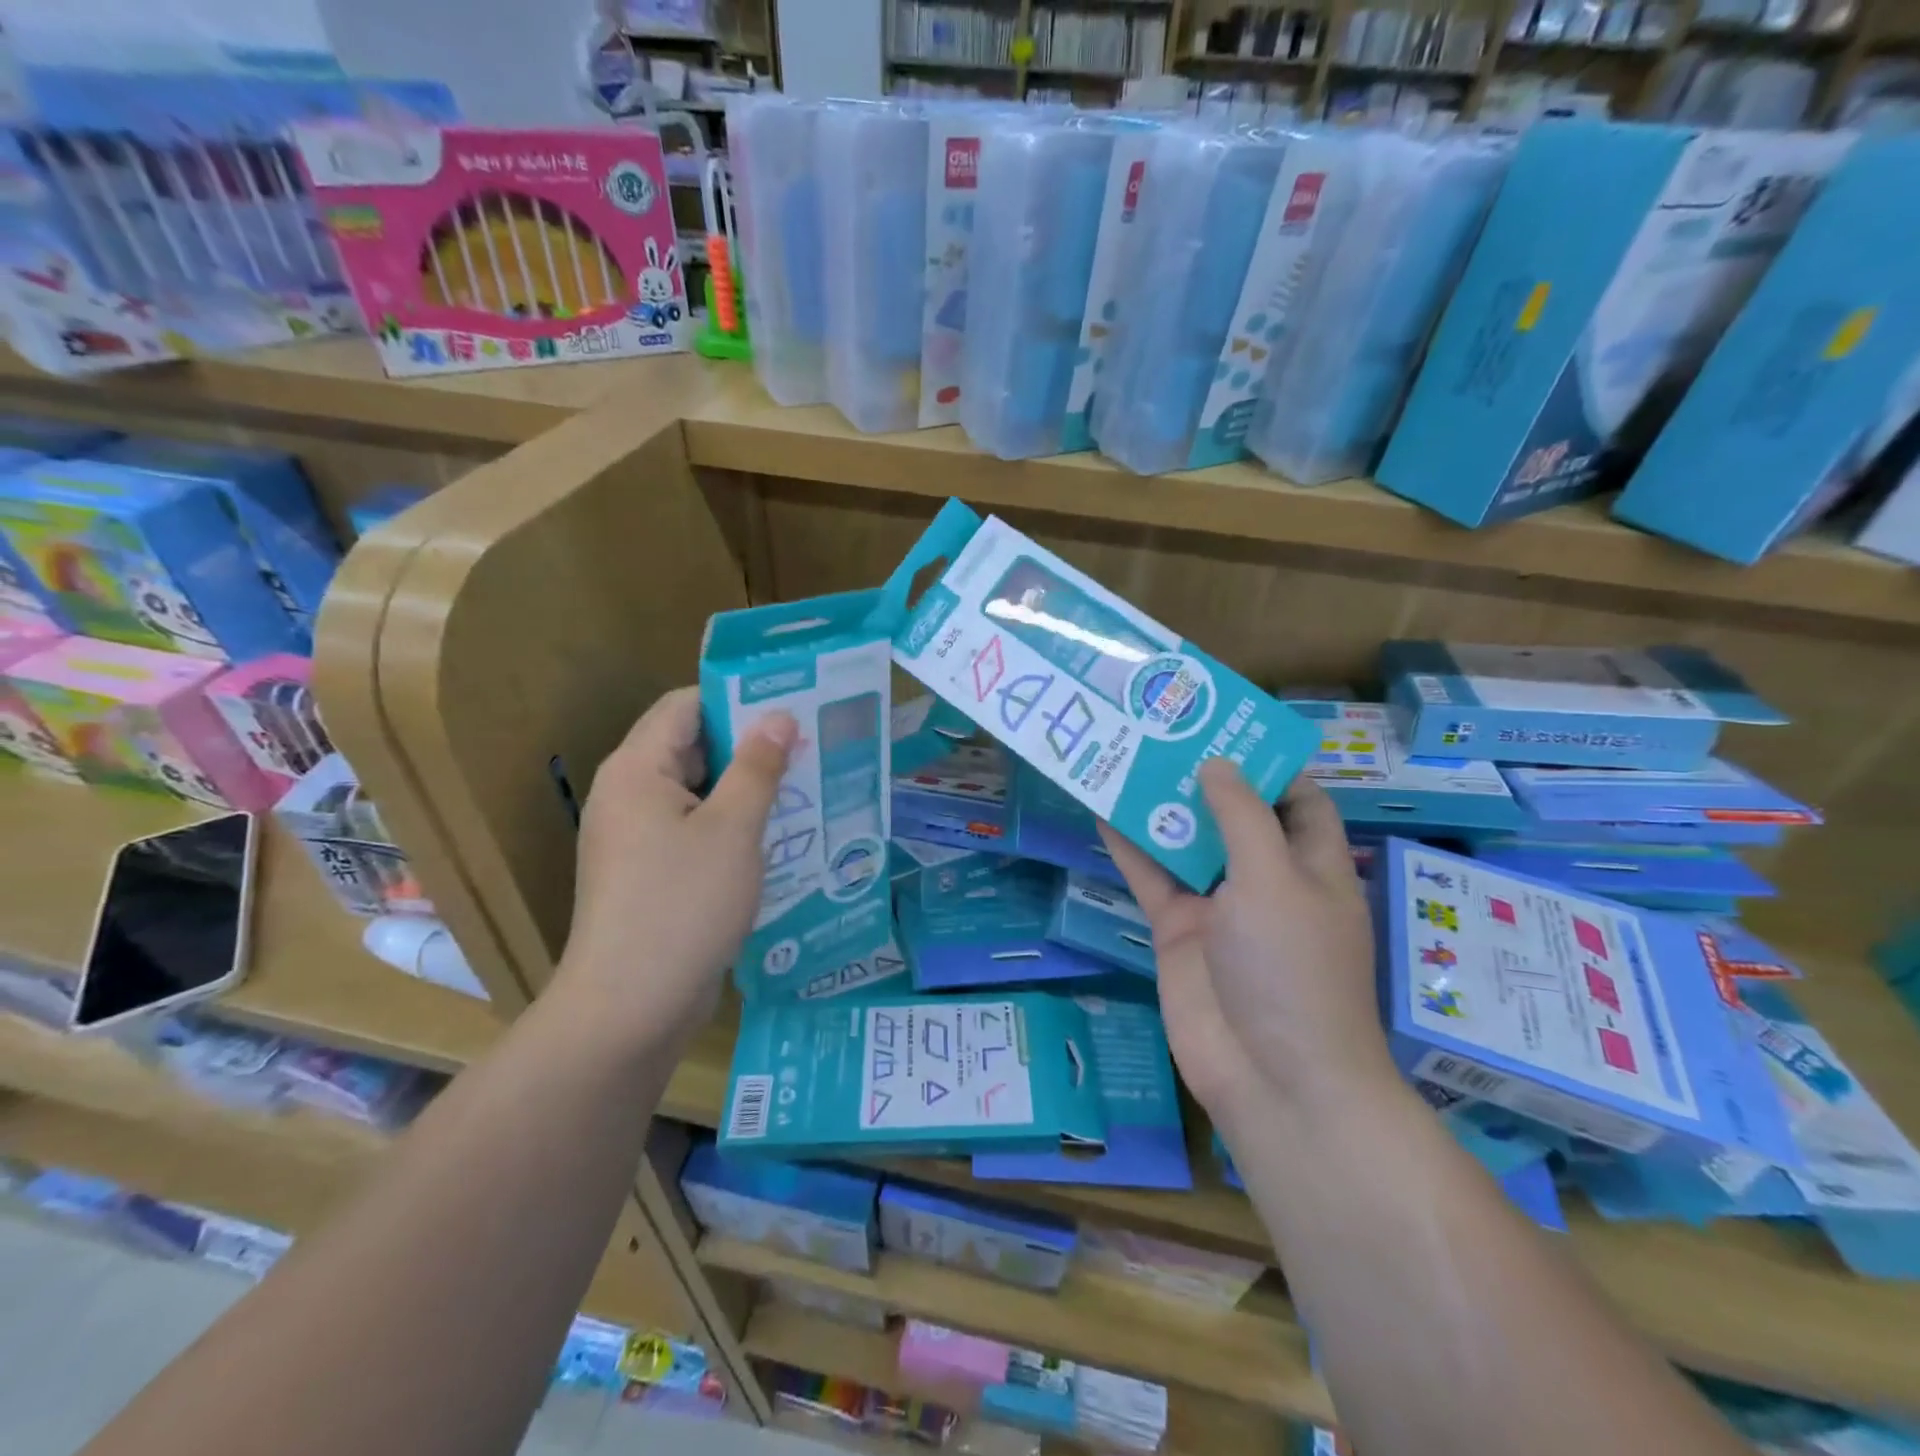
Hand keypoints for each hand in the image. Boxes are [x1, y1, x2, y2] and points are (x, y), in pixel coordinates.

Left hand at [558, 687, 795, 1048]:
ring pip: (696, 794)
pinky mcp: (647, 875)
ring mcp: (634, 839)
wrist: (629, 1008)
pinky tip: (777, 837)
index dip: (736, 697)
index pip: (684, 706)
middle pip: (690, 748)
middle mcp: (627, 796)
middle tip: (809, 744)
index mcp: (637, 771)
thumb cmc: (683, 905)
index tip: (791, 702)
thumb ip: (757, 766)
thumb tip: (778, 716)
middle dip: (749, 745)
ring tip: (805, 786)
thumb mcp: (733, 829)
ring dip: (745, 789)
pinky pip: (692, 831)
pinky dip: (730, 826)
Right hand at [1099, 762, 1394, 1130]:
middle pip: (1233, 816)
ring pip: (1186, 843)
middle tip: (1161, 729)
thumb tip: (1216, 764)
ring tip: (1125, 755)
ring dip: (1160, 806)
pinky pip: (1152, 879)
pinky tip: (1101, 810)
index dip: (1265, 763)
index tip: (1224, 725)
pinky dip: (1130, 848)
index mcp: (1312, 864)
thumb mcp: (1274, 878)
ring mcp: (1219, 907)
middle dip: (1202, 777)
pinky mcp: (1179, 931)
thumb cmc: (1292, 967)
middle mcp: (1266, 880)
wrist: (1270, 1075)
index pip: (1296, 800)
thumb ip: (1242, 817)